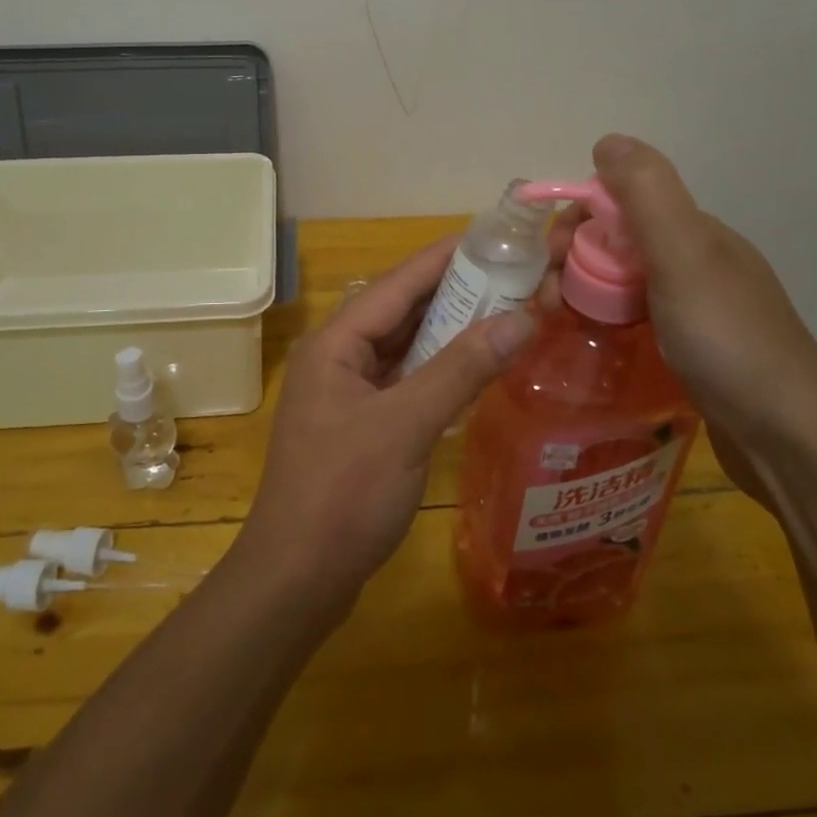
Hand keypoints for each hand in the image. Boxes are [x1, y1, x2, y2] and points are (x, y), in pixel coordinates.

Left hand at [238, 239, 533, 610]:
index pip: (398, 283)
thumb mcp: (405, 426)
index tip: (491, 237)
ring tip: (504, 310)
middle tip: (512, 274)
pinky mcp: (362, 425)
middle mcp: (339, 357)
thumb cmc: (343, 493)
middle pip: (402, 311)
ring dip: (450, 331)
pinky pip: (406, 380)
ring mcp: (349, 392)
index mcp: (337, 343)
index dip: (444, 257)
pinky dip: (440, 369)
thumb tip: (519, 319)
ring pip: (406, 346)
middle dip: (455, 292)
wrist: (297, 579)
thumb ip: (461, 370)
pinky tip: (475, 366)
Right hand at [544, 134, 816, 493]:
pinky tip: (595, 340)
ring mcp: (697, 306)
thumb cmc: (728, 340)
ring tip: (559, 323)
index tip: (549, 260)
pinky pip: (636, 316)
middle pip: (616, 242)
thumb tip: (607, 139)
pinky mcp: (693, 347)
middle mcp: (696, 260)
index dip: (576, 220)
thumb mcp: (683, 256)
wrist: (791, 439)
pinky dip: (608, 319)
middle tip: (549, 302)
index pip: (618, 203)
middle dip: (573, 260)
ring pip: (623, 282)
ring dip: (584, 291)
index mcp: (694, 232)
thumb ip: (646, 195)